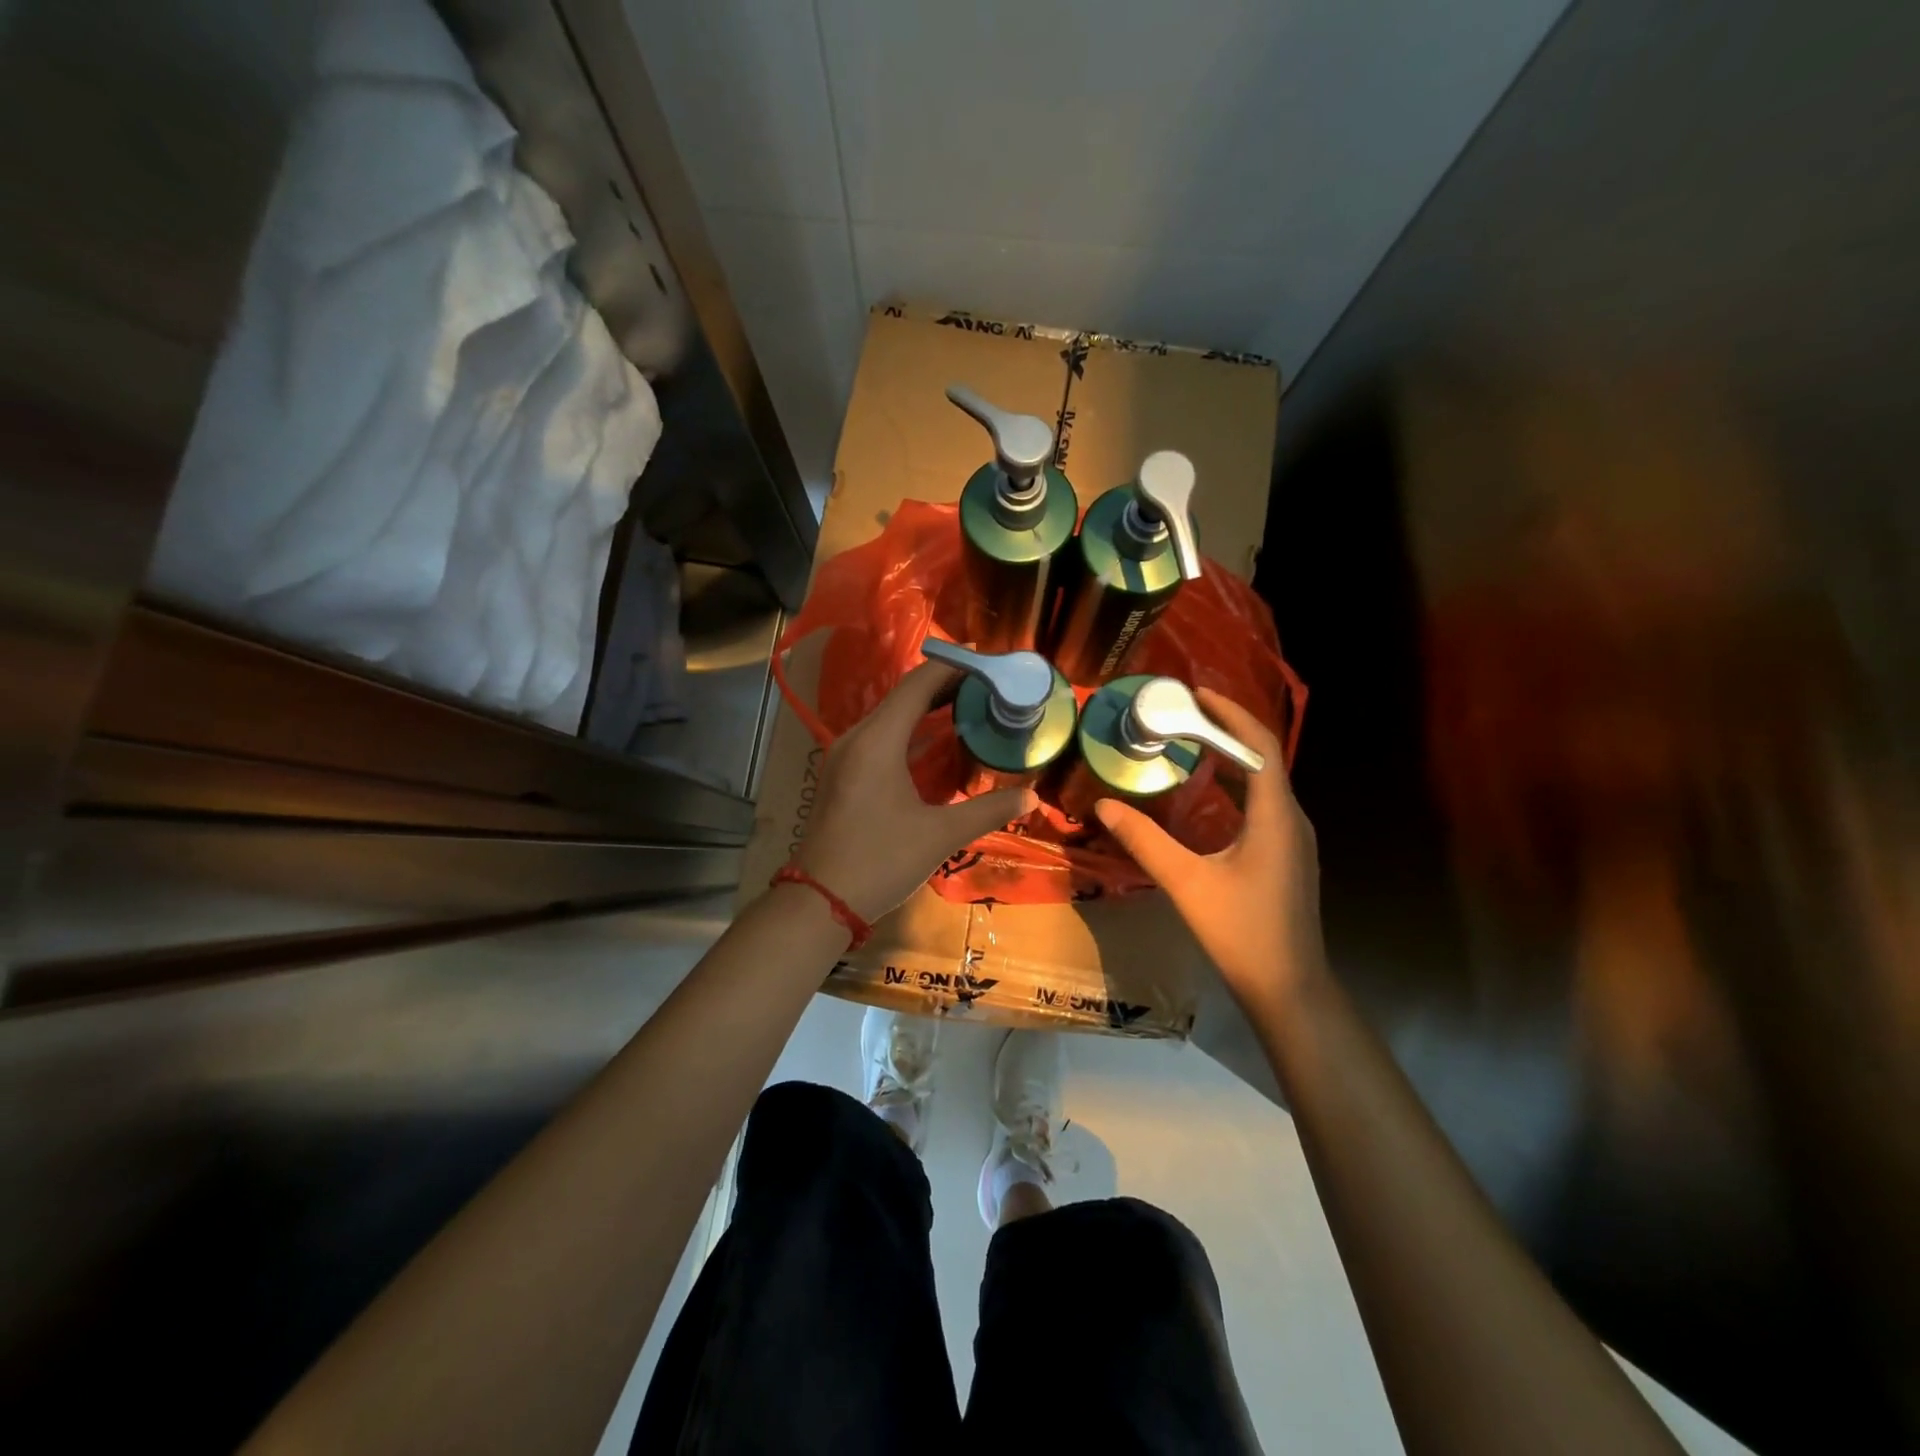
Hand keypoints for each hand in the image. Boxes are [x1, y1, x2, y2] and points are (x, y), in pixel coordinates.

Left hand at [794, 661, 1037, 920]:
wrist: (820, 901)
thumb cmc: (880, 861)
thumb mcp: (940, 835)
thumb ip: (987, 810)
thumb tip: (1031, 797)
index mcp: (878, 741)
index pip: (918, 685)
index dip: (954, 667)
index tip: (989, 659)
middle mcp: (858, 738)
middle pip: (905, 697)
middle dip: (947, 686)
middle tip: (990, 684)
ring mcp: (847, 757)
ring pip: (892, 718)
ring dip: (929, 710)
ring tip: (972, 704)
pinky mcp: (846, 776)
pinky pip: (883, 739)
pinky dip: (913, 733)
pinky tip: (939, 741)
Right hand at [1094, 690, 1325, 1015]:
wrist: (1289, 988)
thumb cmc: (1241, 932)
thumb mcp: (1185, 882)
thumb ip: (1145, 840)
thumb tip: (1104, 804)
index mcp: (1275, 815)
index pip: (1259, 745)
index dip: (1229, 713)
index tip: (1195, 693)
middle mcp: (1291, 818)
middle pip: (1263, 757)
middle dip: (1225, 729)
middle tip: (1182, 713)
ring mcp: (1293, 839)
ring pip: (1265, 781)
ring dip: (1231, 756)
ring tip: (1191, 741)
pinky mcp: (1287, 856)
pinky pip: (1263, 803)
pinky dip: (1236, 784)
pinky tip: (1210, 793)